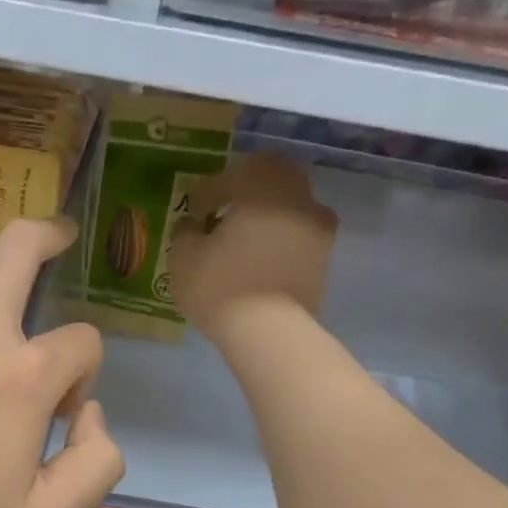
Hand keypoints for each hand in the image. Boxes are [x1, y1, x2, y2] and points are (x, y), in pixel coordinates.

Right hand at [169, 152, 336, 340]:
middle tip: (223, 211)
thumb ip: (185, 230)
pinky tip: (258, 258)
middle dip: (247, 190)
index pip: (233, 175)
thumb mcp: (183, 256)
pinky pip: (299, 235)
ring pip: (291, 206)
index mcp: (263, 187)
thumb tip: (192, 224)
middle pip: (273, 178)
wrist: (269, 332)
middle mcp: (298, 198)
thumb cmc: (220, 286)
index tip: (193, 210)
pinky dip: (280, 239)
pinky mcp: (324, 259)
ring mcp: (318, 229)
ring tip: (242, 238)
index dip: (208, 191)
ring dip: (267, 214)